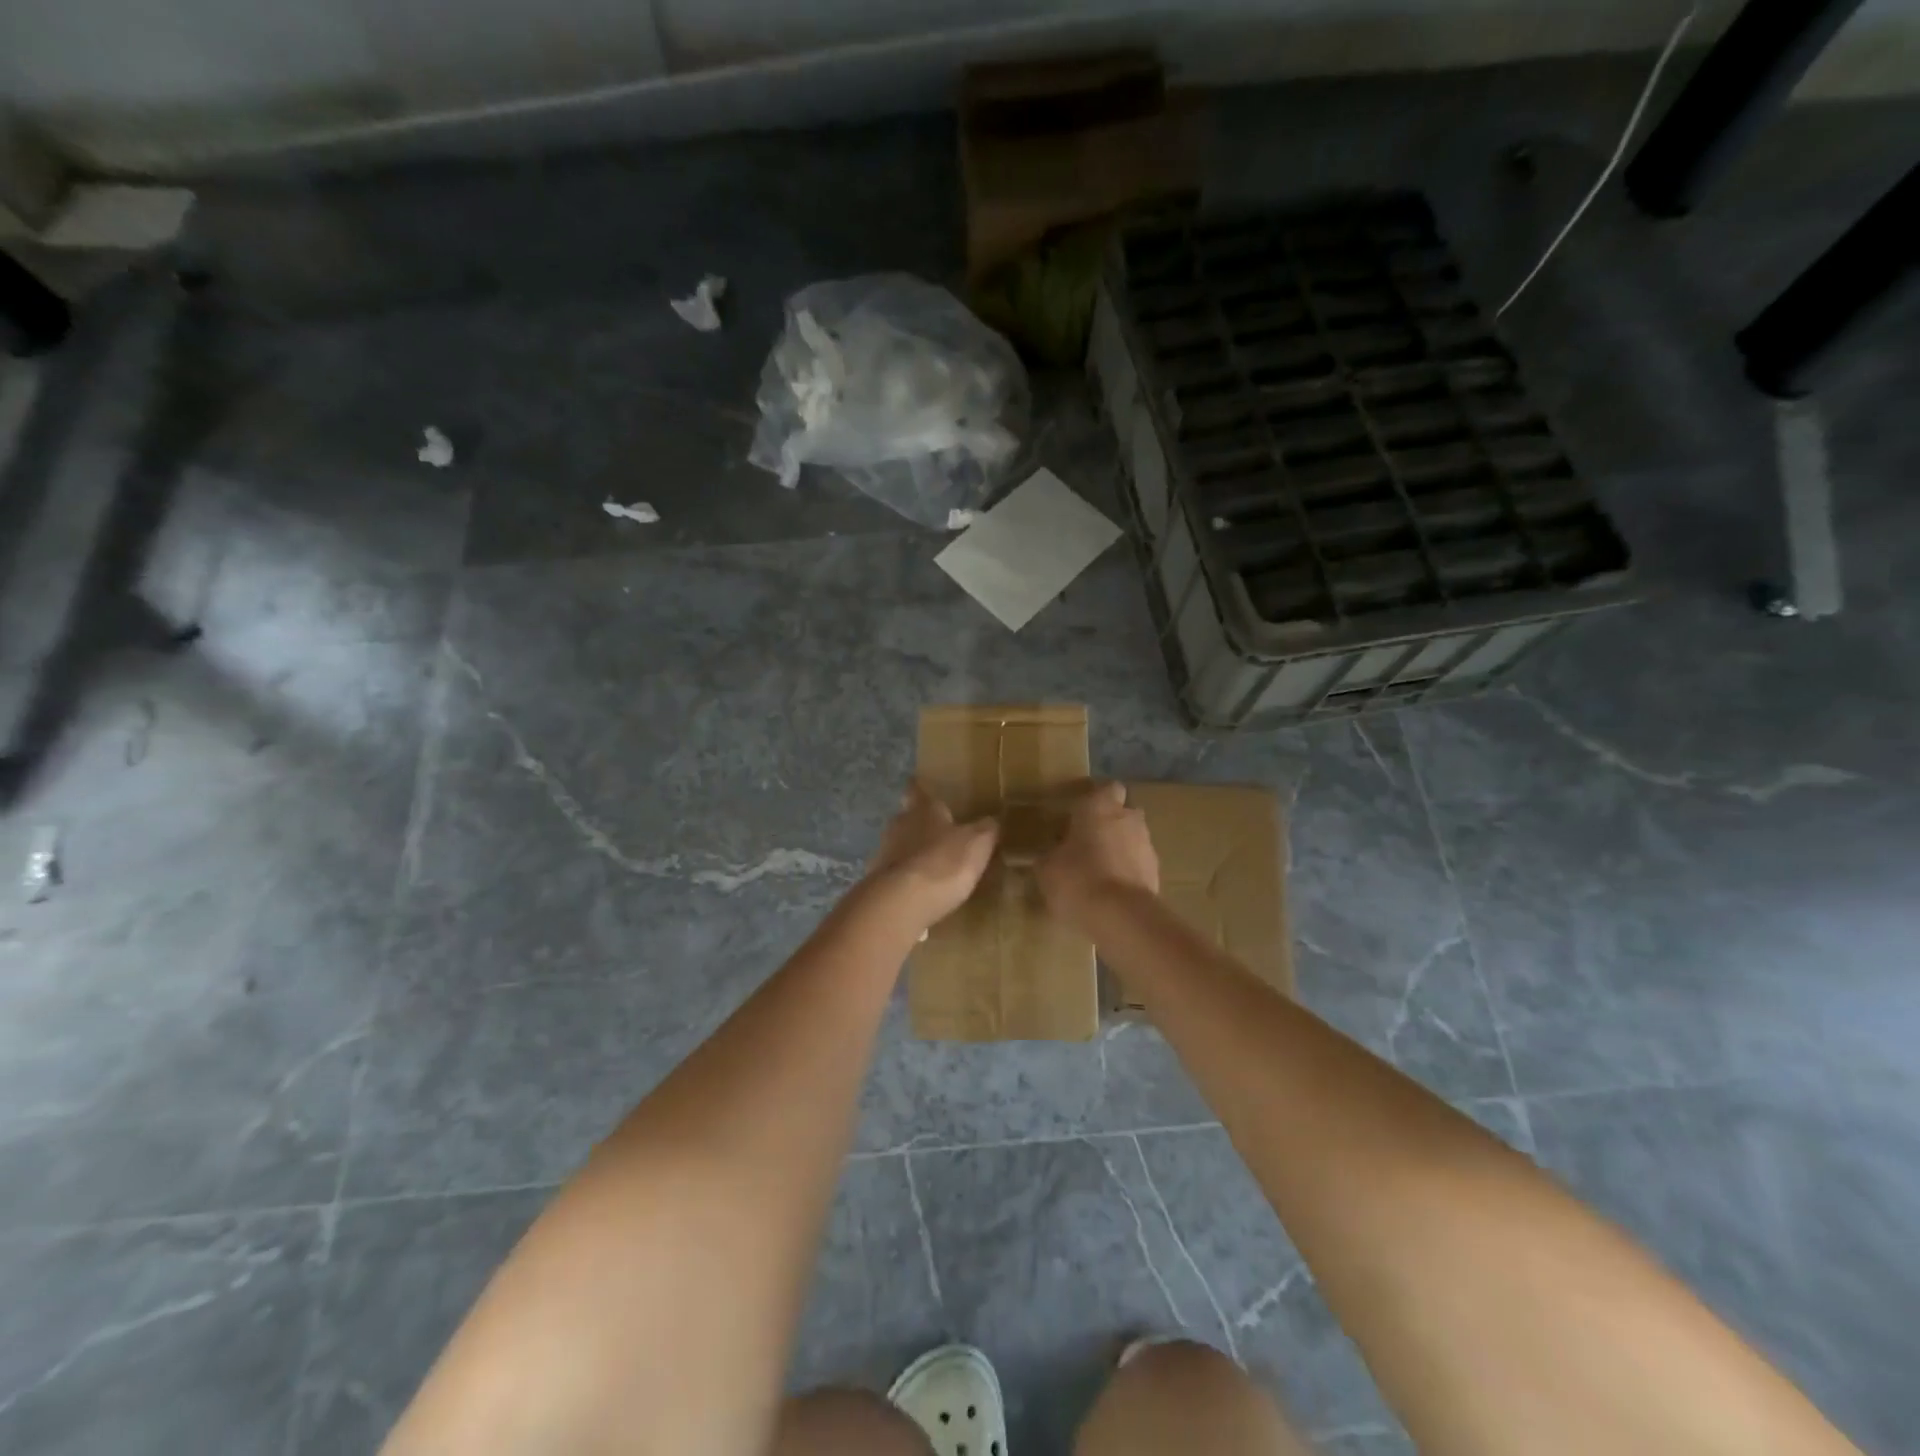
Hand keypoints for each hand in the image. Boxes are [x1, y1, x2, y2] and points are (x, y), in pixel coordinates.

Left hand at [866, 782, 998, 929]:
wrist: (902, 902)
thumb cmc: (944, 862)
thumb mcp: (978, 843)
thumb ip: (986, 829)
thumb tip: (992, 820)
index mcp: (922, 809)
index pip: (916, 790)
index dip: (921, 790)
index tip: (924, 789)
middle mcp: (898, 825)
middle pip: (907, 819)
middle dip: (921, 825)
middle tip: (940, 834)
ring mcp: (884, 853)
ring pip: (900, 847)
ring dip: (914, 854)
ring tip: (934, 867)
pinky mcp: (877, 881)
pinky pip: (897, 875)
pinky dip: (908, 880)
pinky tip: (922, 893)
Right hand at [1037, 781, 1158, 928]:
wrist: (1120, 917)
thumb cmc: (1077, 879)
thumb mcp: (1047, 868)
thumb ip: (1049, 856)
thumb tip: (1048, 856)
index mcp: (1100, 807)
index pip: (1107, 788)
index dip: (1097, 799)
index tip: (1080, 814)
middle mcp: (1129, 819)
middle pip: (1124, 813)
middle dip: (1110, 824)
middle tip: (1088, 842)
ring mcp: (1147, 847)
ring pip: (1133, 840)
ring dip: (1120, 850)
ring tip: (1098, 872)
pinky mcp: (1157, 874)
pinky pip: (1139, 867)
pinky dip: (1128, 874)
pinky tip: (1110, 893)